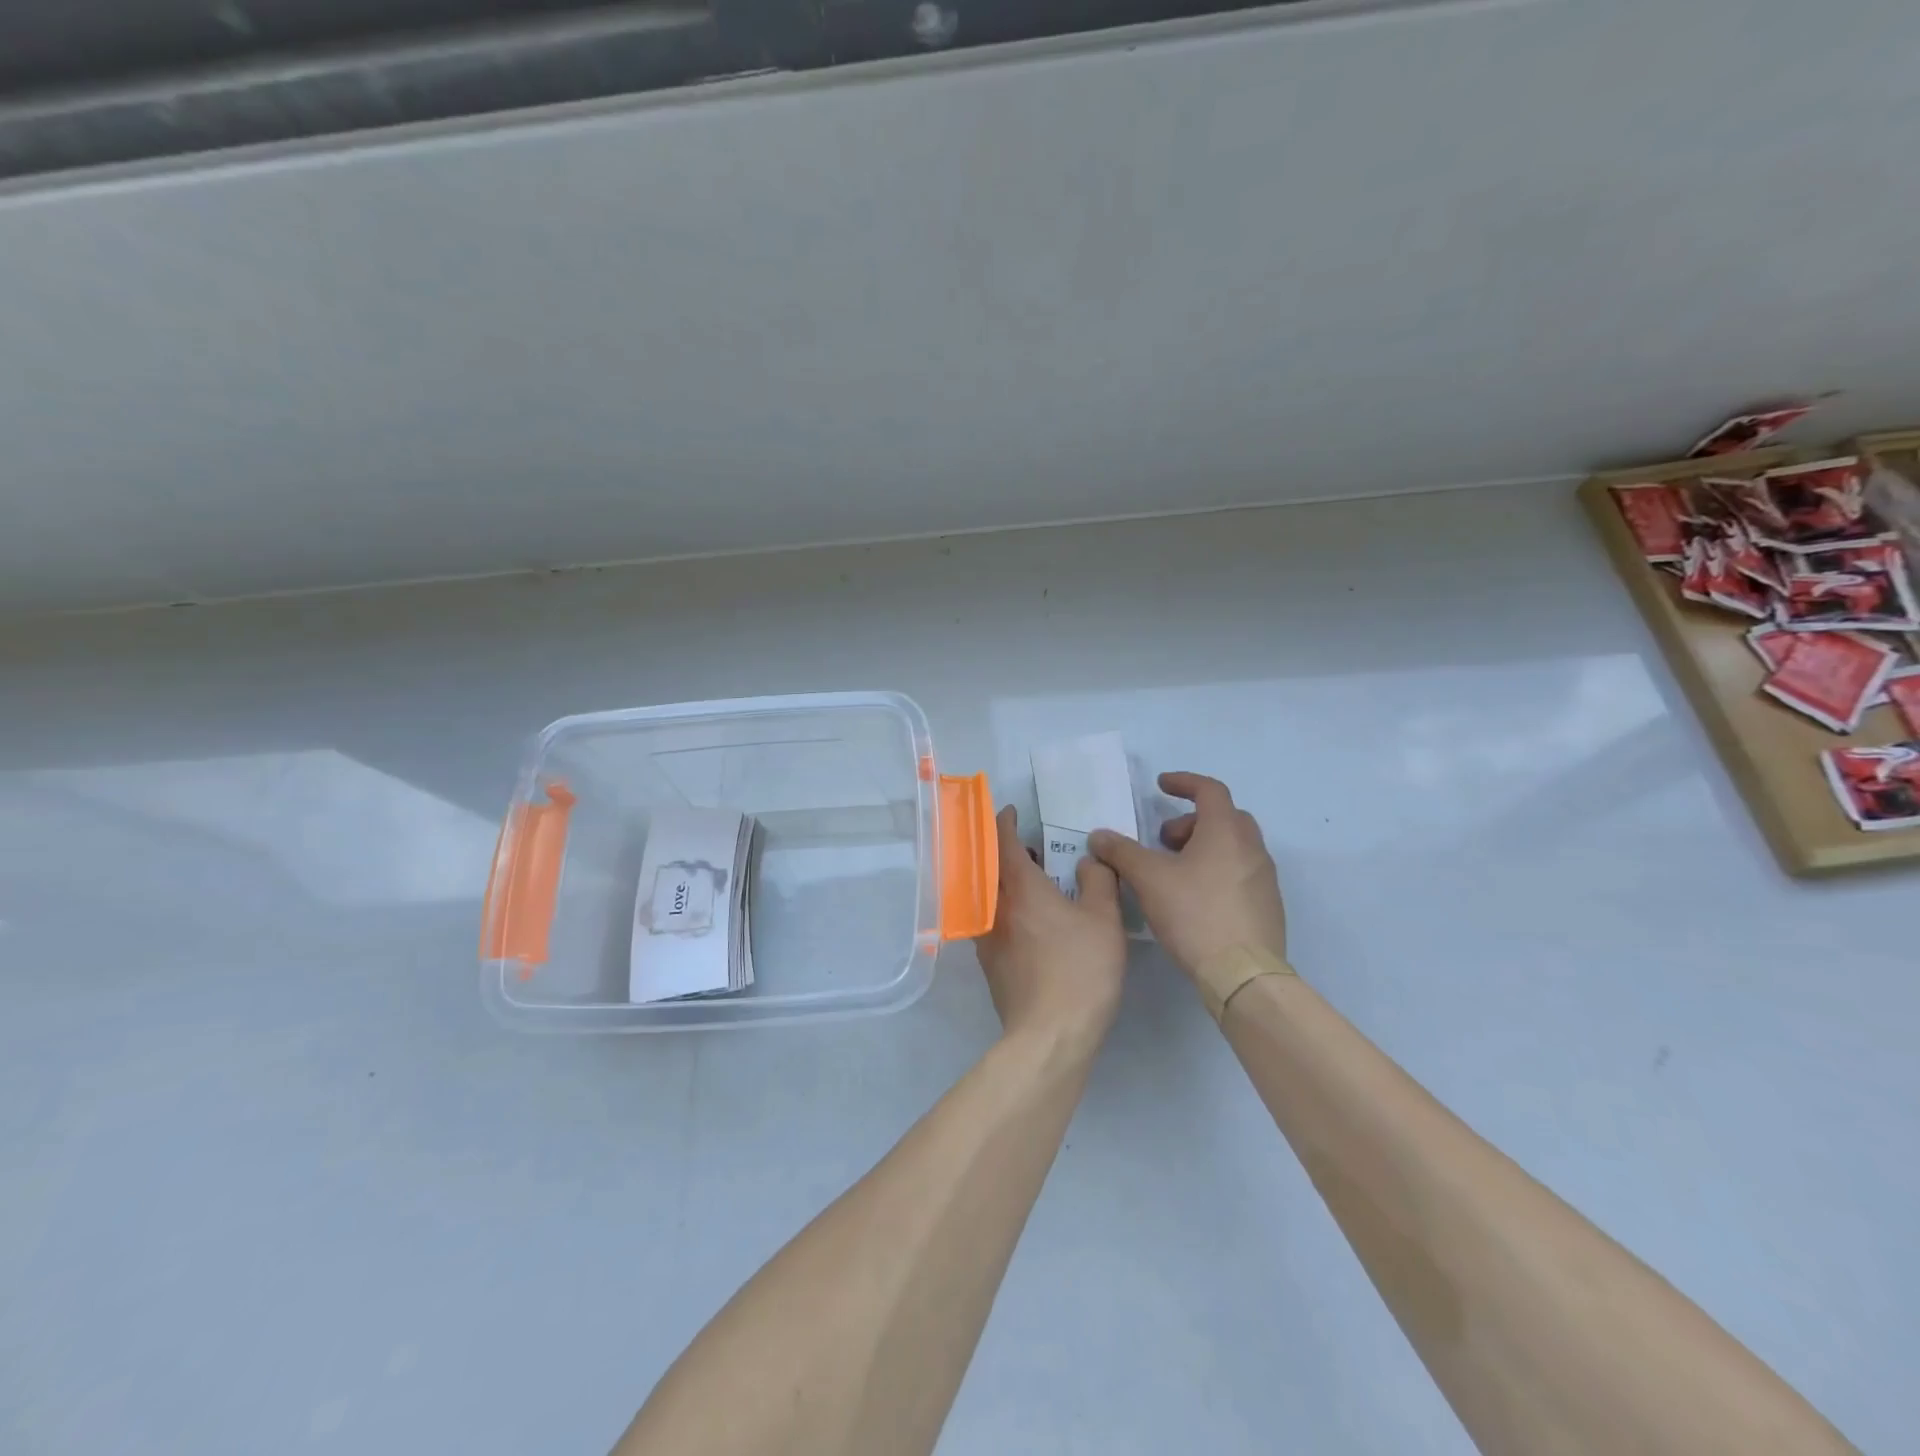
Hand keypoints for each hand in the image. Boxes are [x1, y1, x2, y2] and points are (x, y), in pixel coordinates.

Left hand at [976, 806, 1127, 1044]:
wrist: (1049, 1035)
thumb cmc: (1081, 970)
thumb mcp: (1104, 920)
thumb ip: (1098, 881)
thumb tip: (1087, 860)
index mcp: (1021, 889)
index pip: (1003, 843)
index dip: (1005, 823)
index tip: (1010, 812)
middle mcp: (995, 908)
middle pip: (989, 867)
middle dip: (1003, 851)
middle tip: (1028, 847)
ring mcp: (987, 938)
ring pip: (989, 896)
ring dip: (1003, 881)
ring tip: (1031, 882)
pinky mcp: (990, 965)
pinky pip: (992, 922)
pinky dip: (1005, 908)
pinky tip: (1029, 922)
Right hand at [1088, 772, 1286, 977]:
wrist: (1243, 974)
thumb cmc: (1195, 914)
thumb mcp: (1148, 879)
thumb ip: (1121, 852)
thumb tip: (1099, 836)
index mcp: (1226, 831)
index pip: (1210, 790)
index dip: (1183, 782)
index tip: (1161, 786)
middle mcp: (1252, 848)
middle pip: (1224, 817)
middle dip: (1191, 821)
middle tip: (1164, 840)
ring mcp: (1264, 878)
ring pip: (1234, 846)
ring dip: (1204, 847)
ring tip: (1174, 871)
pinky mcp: (1268, 906)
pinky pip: (1241, 873)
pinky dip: (1217, 870)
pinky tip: (1194, 898)